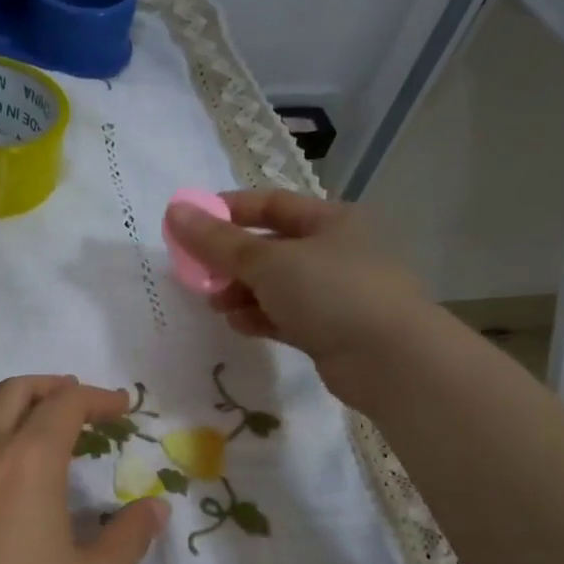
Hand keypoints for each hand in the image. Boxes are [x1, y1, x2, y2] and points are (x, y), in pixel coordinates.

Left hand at [0, 376, 166, 563]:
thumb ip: (128, 538)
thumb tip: (155, 507)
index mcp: (28, 462)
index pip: (64, 406)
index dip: (98, 399)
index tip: (123, 408)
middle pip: (14, 392)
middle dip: (52, 387)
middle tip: (81, 402)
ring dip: (8, 395)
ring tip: (33, 411)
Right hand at [164, 190, 432, 407]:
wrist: (388, 358)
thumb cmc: (331, 292)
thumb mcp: (268, 262)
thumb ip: (218, 242)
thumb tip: (174, 211)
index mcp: (329, 220)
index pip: (270, 204)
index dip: (228, 211)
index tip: (189, 224)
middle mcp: (333, 251)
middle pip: (268, 248)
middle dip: (230, 261)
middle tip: (198, 275)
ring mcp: (332, 293)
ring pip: (273, 286)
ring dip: (241, 292)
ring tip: (217, 305)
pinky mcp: (327, 329)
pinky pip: (283, 316)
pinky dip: (259, 317)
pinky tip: (240, 326)